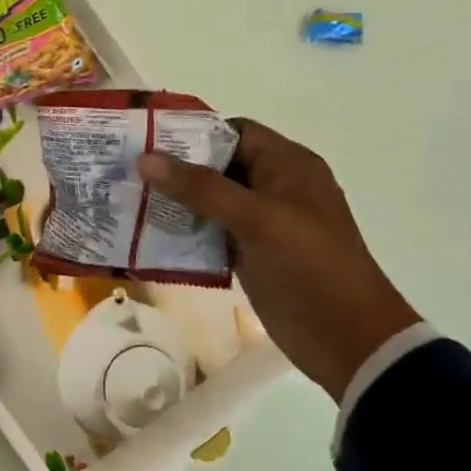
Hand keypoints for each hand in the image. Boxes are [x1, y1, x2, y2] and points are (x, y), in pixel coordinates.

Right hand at [138, 120, 419, 400]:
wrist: (345, 336)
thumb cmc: (309, 265)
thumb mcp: (256, 219)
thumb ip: (201, 188)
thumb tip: (146, 159)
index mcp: (288, 166)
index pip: (235, 133)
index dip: (193, 134)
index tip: (146, 141)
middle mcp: (274, 189)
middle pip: (217, 168)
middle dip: (175, 170)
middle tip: (125, 172)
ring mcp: (260, 225)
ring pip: (209, 204)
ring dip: (174, 204)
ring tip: (126, 202)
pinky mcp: (248, 257)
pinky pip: (209, 236)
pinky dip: (183, 235)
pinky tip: (146, 238)